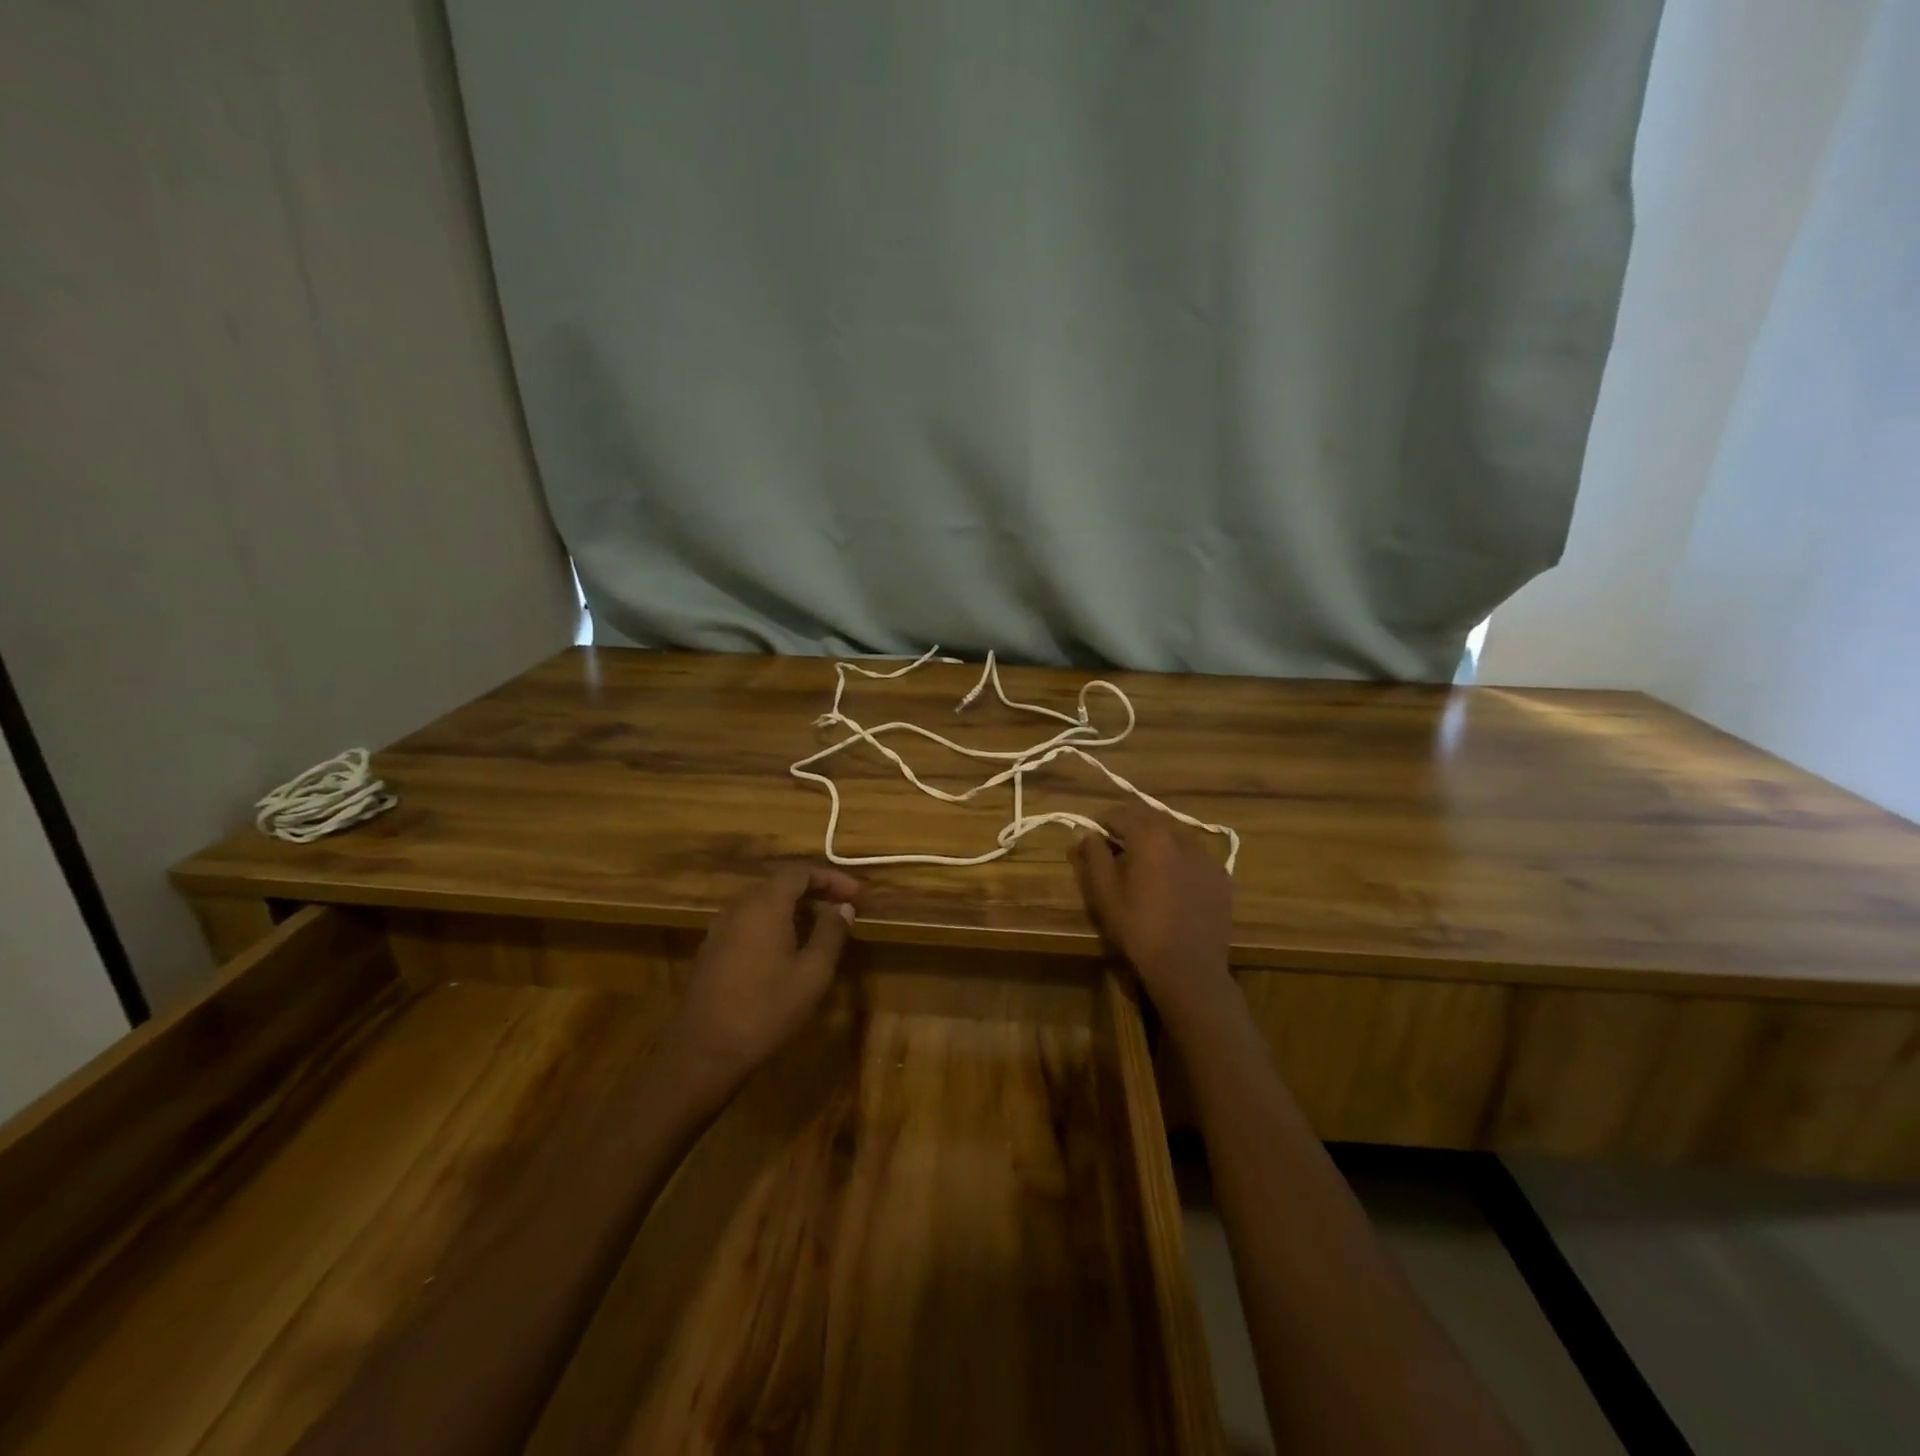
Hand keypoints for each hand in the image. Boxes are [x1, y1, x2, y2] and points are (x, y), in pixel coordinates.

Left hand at [670, 865, 859, 1084]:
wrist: (703, 1052)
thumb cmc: (766, 1009)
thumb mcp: (812, 973)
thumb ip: (831, 934)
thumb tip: (843, 908)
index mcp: (764, 905)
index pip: (799, 872)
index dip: (830, 878)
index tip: (854, 894)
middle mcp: (739, 908)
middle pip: (779, 884)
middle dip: (813, 892)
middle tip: (840, 909)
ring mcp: (720, 929)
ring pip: (762, 904)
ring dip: (793, 909)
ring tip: (819, 930)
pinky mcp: (711, 951)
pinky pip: (748, 923)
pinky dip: (773, 925)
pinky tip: (787, 950)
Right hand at [1069, 803, 1235, 1030]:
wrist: (1188, 968)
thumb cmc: (1138, 929)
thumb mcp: (1105, 893)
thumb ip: (1093, 855)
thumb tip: (1083, 830)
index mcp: (1150, 837)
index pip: (1120, 814)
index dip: (1102, 823)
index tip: (1091, 837)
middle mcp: (1182, 837)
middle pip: (1151, 821)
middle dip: (1130, 829)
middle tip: (1115, 851)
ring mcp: (1207, 857)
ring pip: (1175, 837)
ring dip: (1157, 843)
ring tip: (1145, 867)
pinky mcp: (1222, 878)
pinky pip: (1195, 858)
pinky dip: (1179, 861)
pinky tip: (1172, 884)